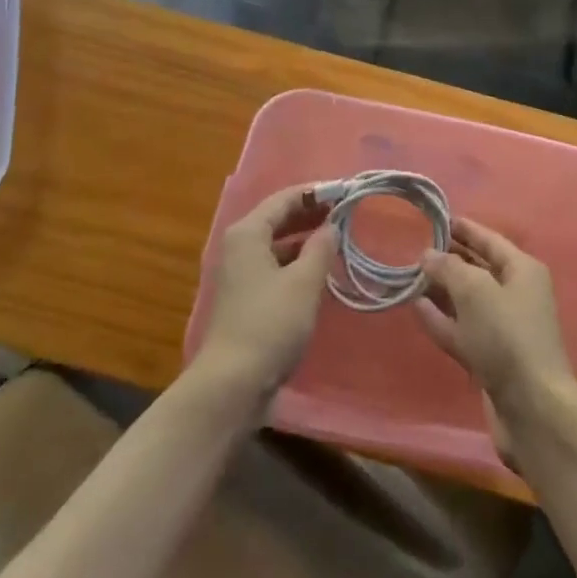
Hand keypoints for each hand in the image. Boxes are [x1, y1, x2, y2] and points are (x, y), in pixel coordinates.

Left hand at [194, 186, 337, 406]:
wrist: (231, 385)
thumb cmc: (269, 324)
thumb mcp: (304, 282)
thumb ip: (321, 248)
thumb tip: (332, 226)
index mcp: (248, 233)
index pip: (285, 199)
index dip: (315, 193)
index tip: (345, 192)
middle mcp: (239, 247)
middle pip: (278, 218)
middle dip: (311, 214)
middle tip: (345, 213)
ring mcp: (240, 274)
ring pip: (277, 244)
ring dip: (305, 239)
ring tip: (337, 239)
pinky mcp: (245, 299)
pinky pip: (274, 266)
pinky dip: (296, 262)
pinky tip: (318, 270)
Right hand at [416, 219, 576, 455]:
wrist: (532, 408)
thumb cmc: (507, 335)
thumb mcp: (475, 290)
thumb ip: (449, 267)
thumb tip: (429, 255)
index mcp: (522, 270)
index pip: (489, 240)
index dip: (463, 229)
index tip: (436, 220)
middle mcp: (516, 295)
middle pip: (477, 269)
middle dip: (449, 259)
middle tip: (415, 248)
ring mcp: (503, 329)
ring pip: (467, 301)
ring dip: (441, 290)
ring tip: (411, 277)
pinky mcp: (490, 358)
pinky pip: (462, 329)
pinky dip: (441, 319)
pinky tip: (418, 308)